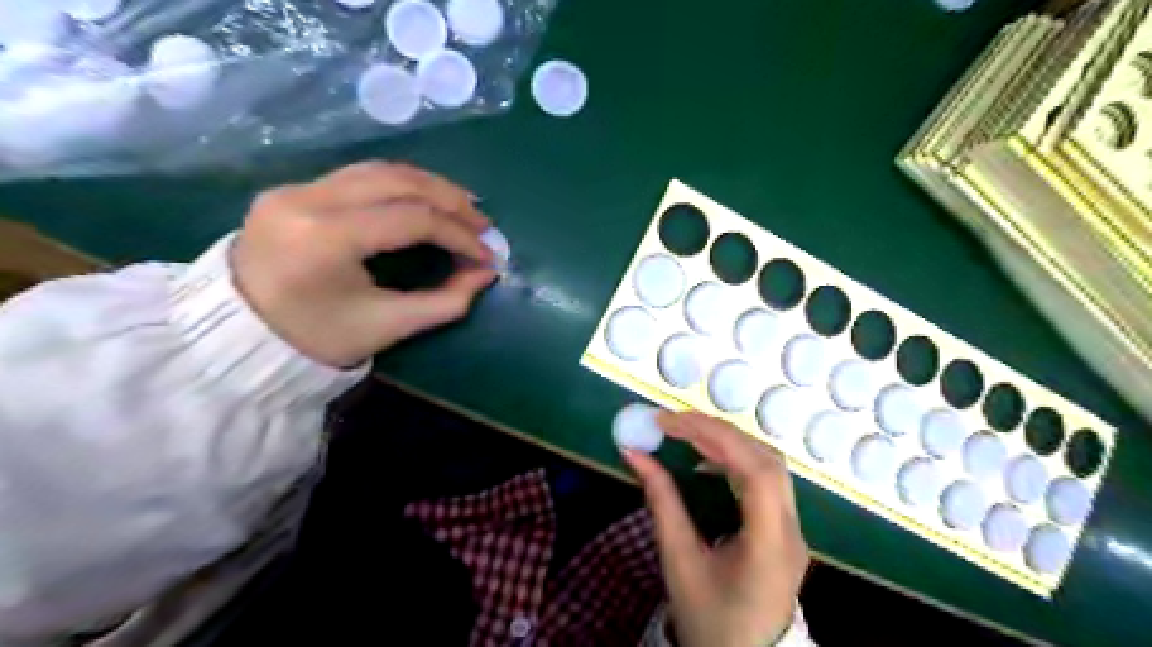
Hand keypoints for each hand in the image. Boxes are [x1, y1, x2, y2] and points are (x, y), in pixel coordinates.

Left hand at [232, 162, 495, 369]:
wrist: (238, 335)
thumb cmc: (315, 339)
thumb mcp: (388, 326)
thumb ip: (445, 301)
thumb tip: (486, 274)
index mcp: (326, 239)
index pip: (411, 219)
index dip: (458, 234)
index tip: (486, 255)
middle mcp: (307, 199)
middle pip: (398, 181)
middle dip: (450, 200)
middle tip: (483, 223)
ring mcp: (295, 188)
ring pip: (380, 170)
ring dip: (429, 185)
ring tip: (463, 206)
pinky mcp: (294, 189)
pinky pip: (359, 176)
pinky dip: (401, 185)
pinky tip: (424, 199)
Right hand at [623, 414, 807, 646]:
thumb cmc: (709, 620)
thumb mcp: (678, 562)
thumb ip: (660, 502)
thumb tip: (633, 454)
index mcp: (769, 545)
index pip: (756, 473)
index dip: (714, 437)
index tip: (669, 423)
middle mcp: (791, 531)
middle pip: (766, 461)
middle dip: (718, 432)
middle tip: (674, 424)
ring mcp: (794, 529)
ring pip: (769, 465)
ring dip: (728, 443)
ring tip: (687, 436)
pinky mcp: (786, 529)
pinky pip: (766, 480)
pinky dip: (735, 461)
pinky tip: (708, 462)